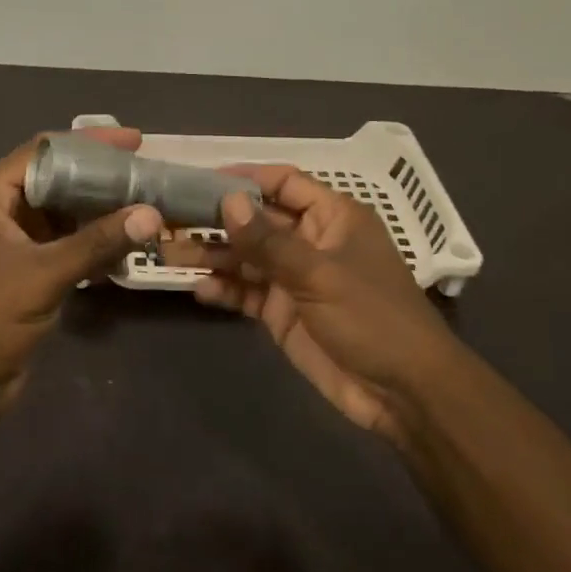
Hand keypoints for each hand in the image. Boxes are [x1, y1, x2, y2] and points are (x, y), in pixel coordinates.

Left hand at [0, 130, 164, 416]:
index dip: (88, 143)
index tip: (133, 142)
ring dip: (98, 210)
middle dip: (98, 177)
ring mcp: (9, 240)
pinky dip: (91, 240)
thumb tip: (151, 214)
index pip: (41, 153)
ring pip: (61, 212)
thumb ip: (97, 242)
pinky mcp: (24, 267)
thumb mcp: (44, 275)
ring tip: (144, 203)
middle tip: (145, 173)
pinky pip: (63, 241)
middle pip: (53, 179)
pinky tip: (125, 242)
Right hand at [165, 166, 461, 442]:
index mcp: (332, 217)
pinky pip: (246, 293)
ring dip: (210, 255)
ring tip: (167, 253)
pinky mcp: (282, 312)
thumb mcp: (319, 275)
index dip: (244, 178)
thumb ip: (268, 241)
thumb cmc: (372, 318)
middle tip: (167, 218)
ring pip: (245, 257)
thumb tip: (226, 199)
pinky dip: (224, 290)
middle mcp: (309, 241)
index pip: (283, 183)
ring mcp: (294, 278)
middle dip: (215, 219)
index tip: (199, 179)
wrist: (403, 393)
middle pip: (255, 221)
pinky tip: (199, 290)